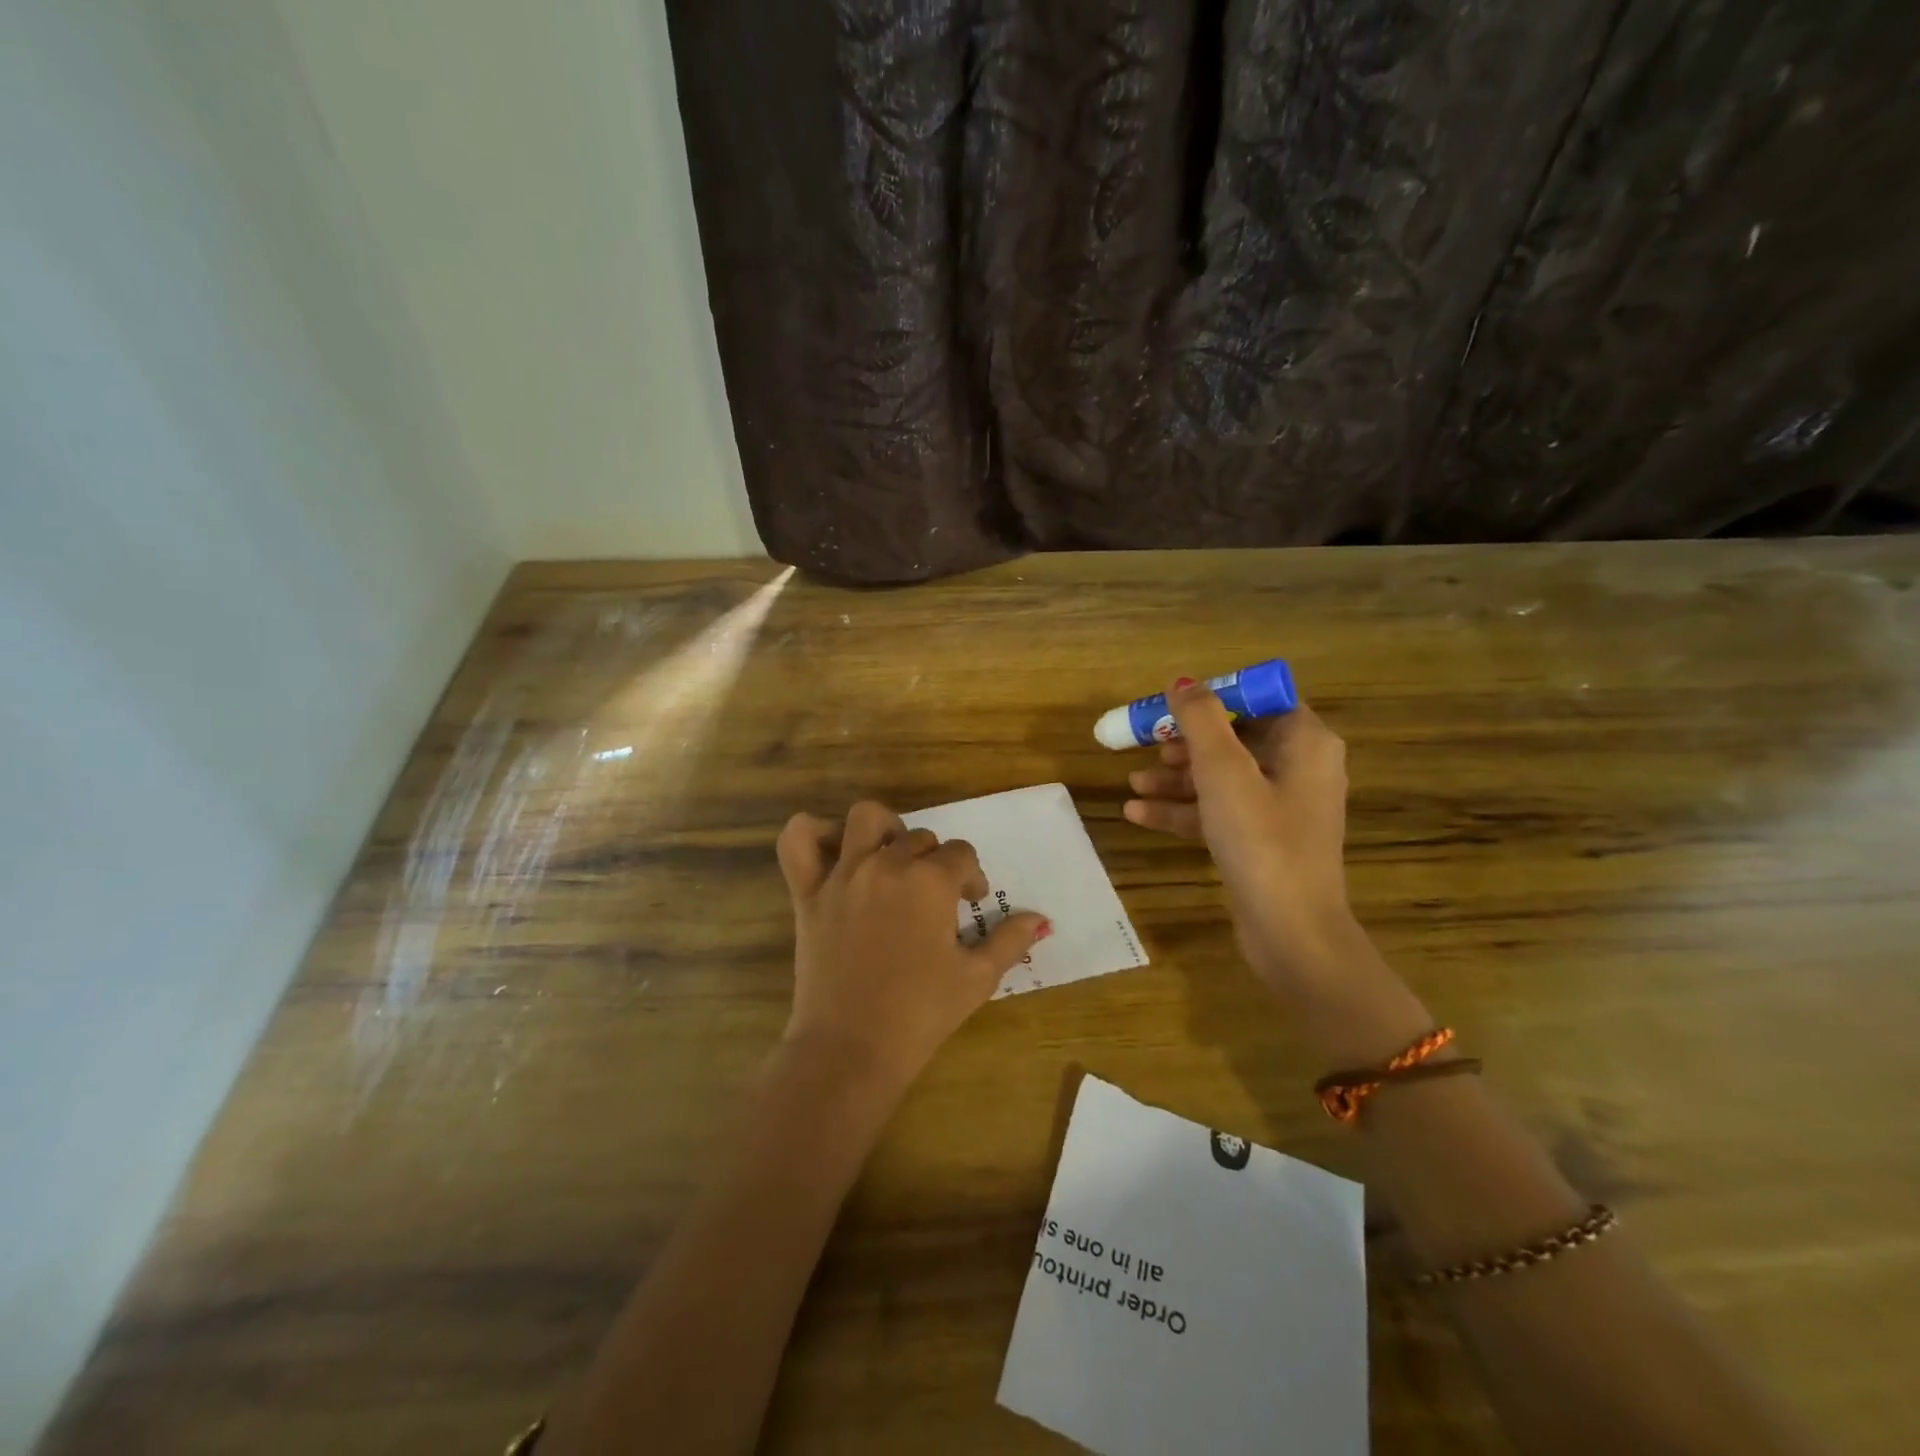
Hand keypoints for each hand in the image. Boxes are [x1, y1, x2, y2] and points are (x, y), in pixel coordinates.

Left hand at [776, 801, 1048, 1090]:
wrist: (852, 1048)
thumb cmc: (921, 1013)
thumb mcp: (977, 978)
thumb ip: (1010, 940)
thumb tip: (1040, 920)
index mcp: (931, 881)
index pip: (961, 855)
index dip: (971, 877)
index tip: (970, 904)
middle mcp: (887, 864)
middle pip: (920, 838)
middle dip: (935, 861)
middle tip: (936, 898)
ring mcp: (843, 875)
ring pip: (865, 819)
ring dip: (884, 830)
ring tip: (891, 858)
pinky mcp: (807, 893)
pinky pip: (797, 841)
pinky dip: (812, 833)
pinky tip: (834, 851)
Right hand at [1122, 678, 1357, 997]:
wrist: (1291, 932)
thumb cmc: (1261, 840)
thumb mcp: (1223, 771)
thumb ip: (1201, 719)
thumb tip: (1183, 681)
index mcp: (1305, 742)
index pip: (1258, 698)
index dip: (1212, 698)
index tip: (1168, 707)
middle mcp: (1300, 768)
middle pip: (1234, 738)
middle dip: (1184, 741)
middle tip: (1143, 744)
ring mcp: (1281, 807)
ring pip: (1221, 777)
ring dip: (1176, 777)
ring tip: (1133, 783)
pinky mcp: (1262, 840)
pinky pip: (1219, 811)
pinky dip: (1183, 809)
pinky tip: (1138, 815)